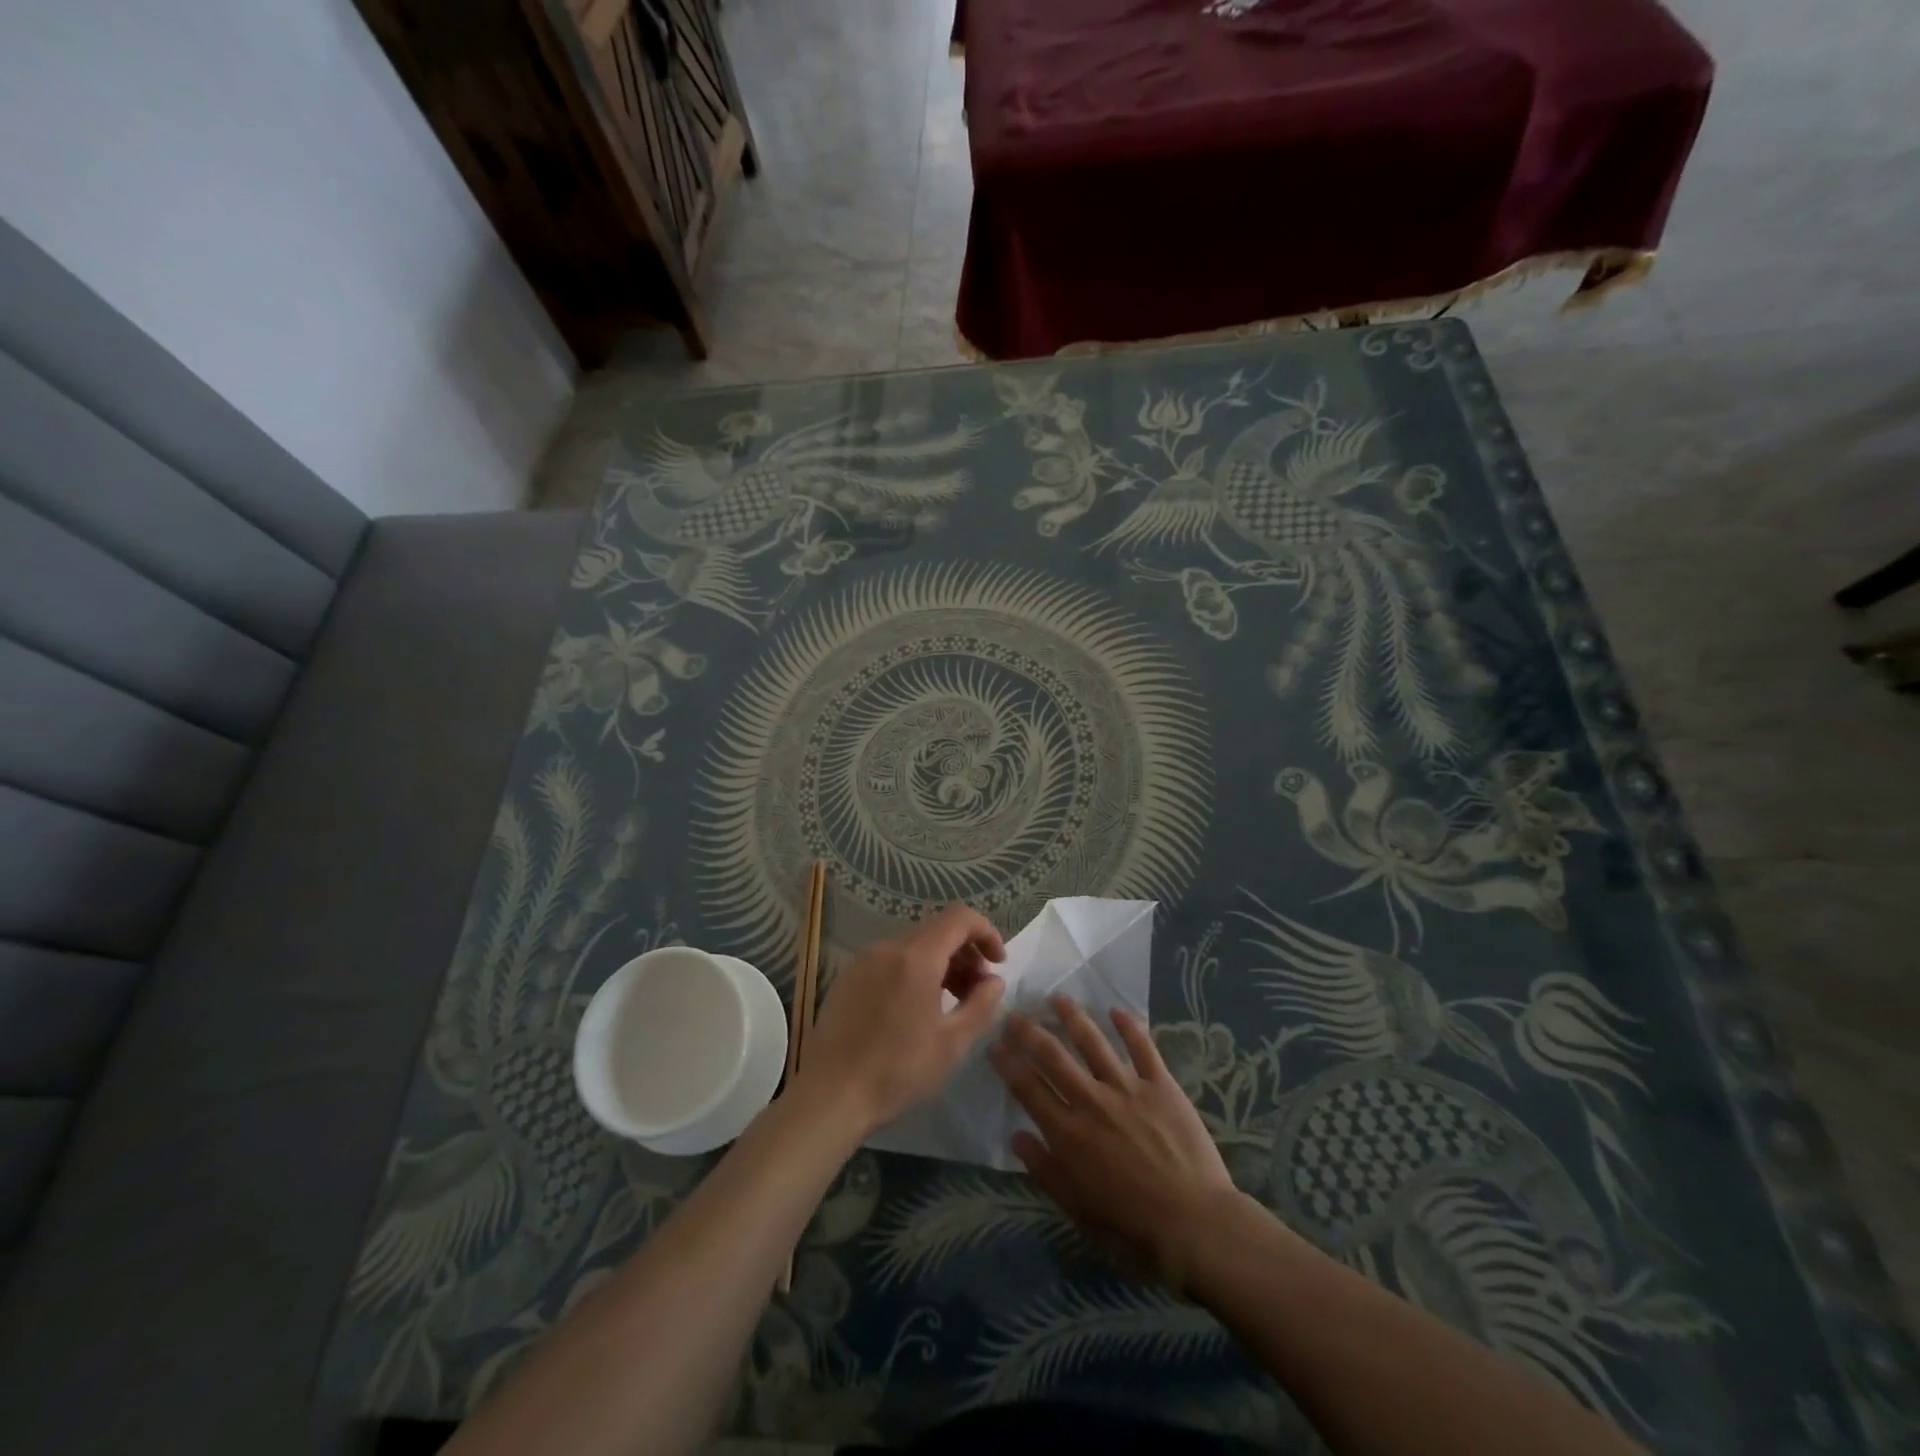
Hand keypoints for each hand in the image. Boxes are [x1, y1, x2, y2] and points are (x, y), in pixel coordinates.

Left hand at [793, 904, 1006, 1137]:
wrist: (830, 1096)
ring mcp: (864, 960)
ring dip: (940, 962)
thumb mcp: (952, 1044)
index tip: (998, 964)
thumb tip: (994, 980)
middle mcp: (888, 948)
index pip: (960, 917)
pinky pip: (891, 959)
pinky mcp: (849, 977)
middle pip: (937, 929)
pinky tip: (915, 1008)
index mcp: (916, 957)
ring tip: (950, 1002)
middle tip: (977, 990)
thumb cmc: (897, 1071)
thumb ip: (981, 1005)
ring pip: (914, 944)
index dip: (986, 932)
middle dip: (965, 952)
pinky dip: (914, 970)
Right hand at [990, 996, 1237, 1292]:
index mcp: (1068, 1134)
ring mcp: (1127, 1089)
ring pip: (1093, 1043)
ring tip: (1058, 998)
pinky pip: (1142, 1048)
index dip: (1008, 1063)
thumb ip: (1045, 1171)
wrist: (1195, 1226)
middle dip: (1029, 1032)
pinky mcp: (1161, 1086)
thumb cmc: (1132, 1229)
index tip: (994, 1043)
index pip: (1028, 1088)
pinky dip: (1129, 1026)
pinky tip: (1117, 1010)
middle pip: (1053, 1056)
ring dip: (1073, 1017)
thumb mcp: (1078, 1210)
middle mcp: (1091, 1101)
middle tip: (1015, 1013)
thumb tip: (1017, 1136)